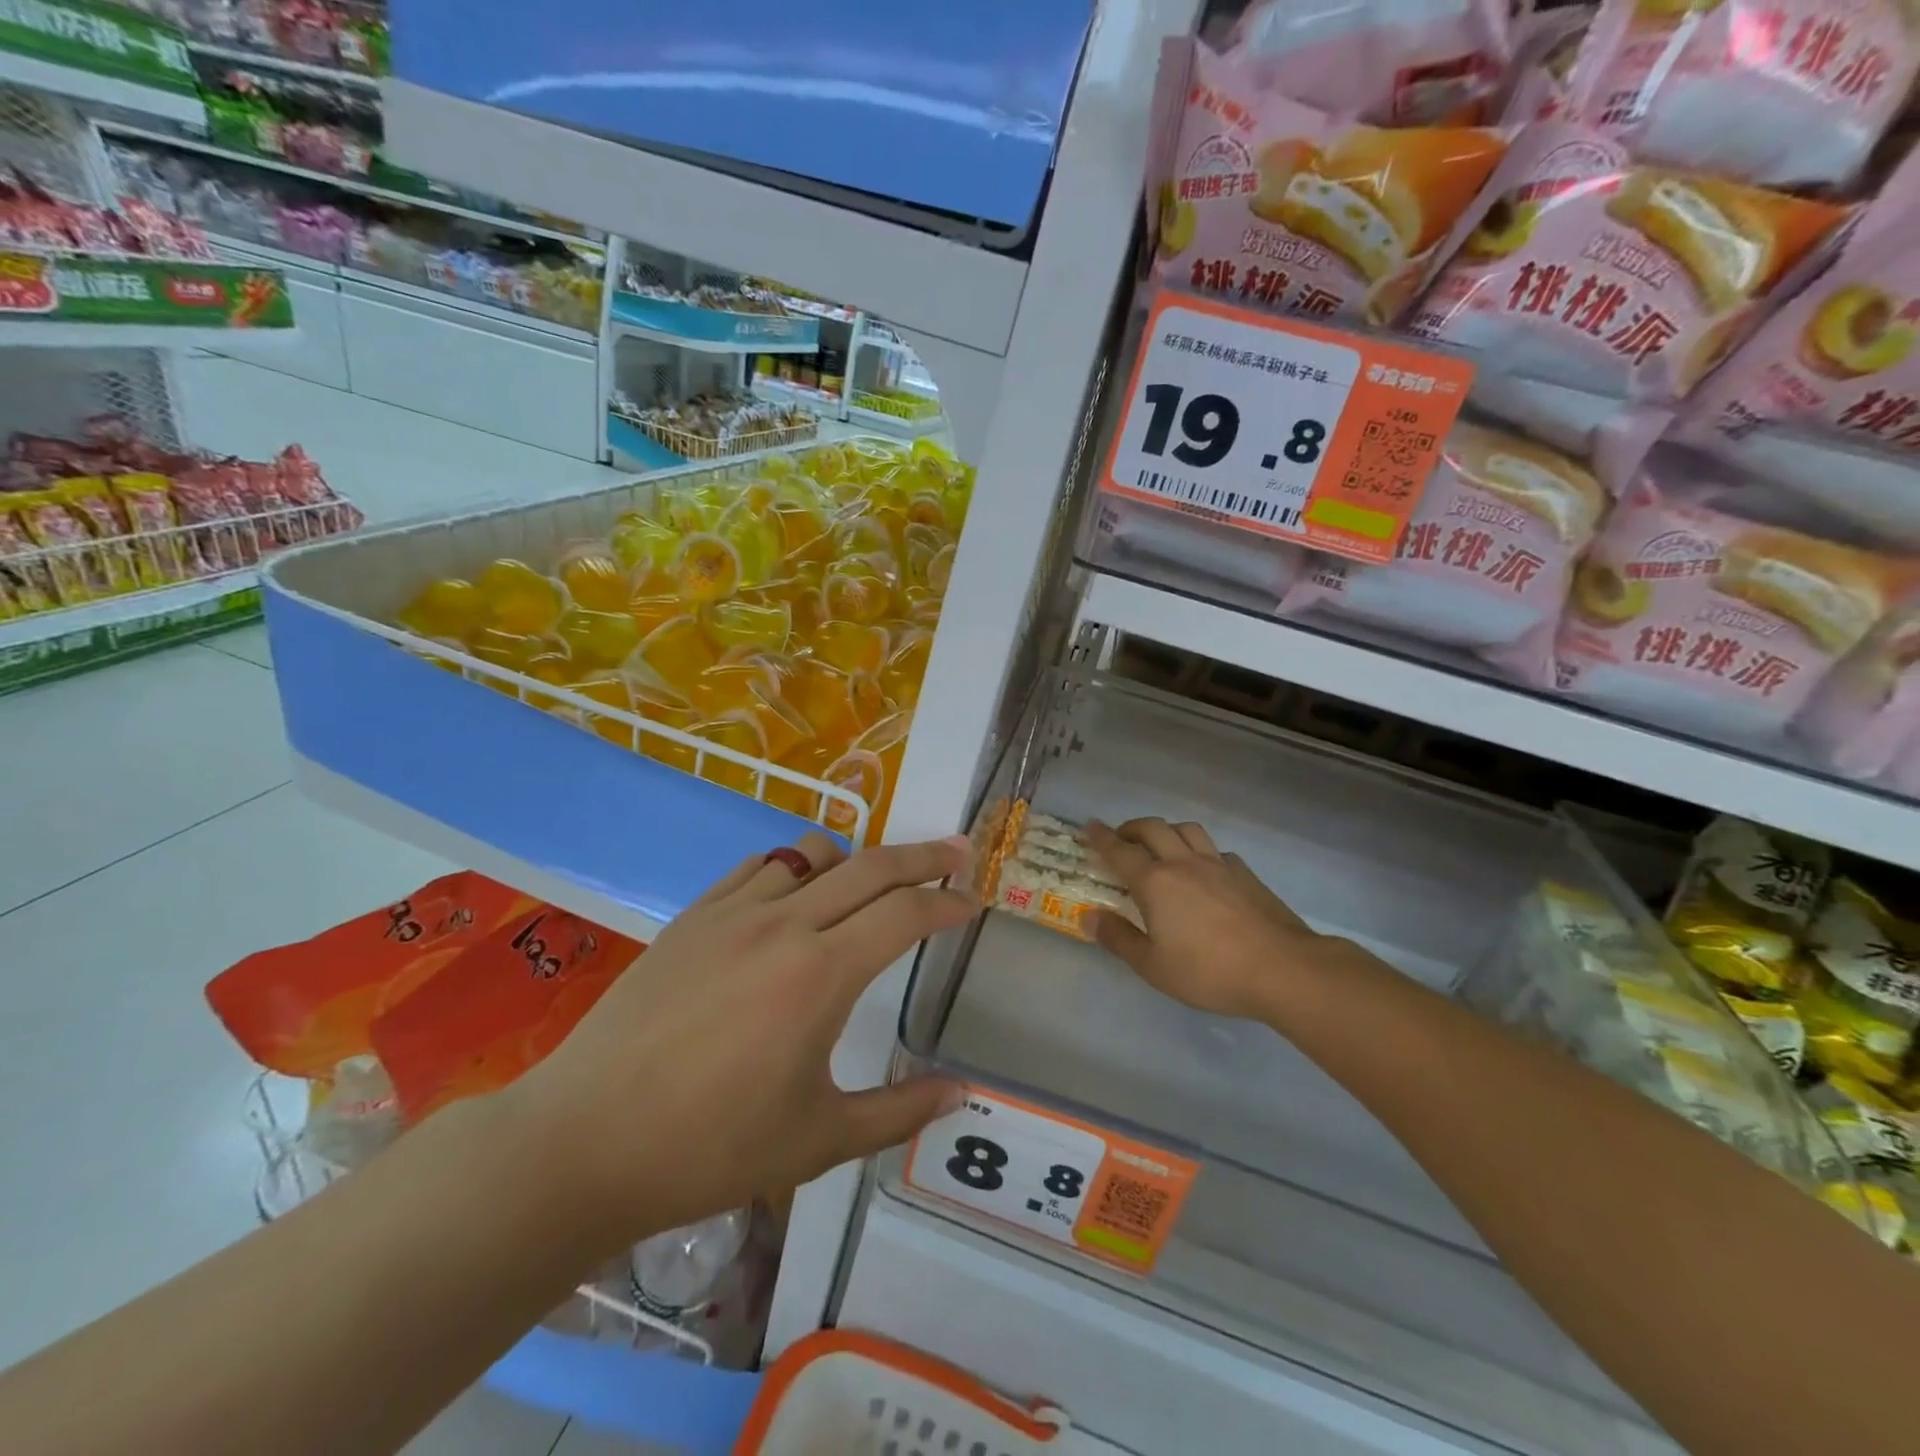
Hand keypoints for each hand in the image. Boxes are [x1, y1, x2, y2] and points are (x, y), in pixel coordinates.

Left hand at [503, 832, 974, 1250]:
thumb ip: (899, 1111)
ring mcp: (733, 912)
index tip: (973, 903)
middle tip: (958, 853)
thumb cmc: (709, 1148)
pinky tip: (794, 895)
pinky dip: (793, 867)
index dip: (948, 904)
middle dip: (924, 856)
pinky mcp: (693, 916)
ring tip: (871, 884)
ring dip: (855, 859)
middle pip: (872, 865)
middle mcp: (784, 923)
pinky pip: (759, 867)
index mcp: (822, 973)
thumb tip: (960, 1093)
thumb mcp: (818, 1140)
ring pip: (812, 852)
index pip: (906, 914)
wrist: (584, 1141)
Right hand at [1086, 817, 1346, 1022]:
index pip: (1120, 851)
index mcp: (1155, 882)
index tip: (1089, 826)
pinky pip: (1215, 849)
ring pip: (1187, 830)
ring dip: (1167, 830)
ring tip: (1162, 845)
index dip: (1101, 837)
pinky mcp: (1245, 874)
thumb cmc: (1209, 971)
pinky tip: (1204, 869)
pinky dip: (1200, 850)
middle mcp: (1183, 863)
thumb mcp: (1153, 965)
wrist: (1281, 968)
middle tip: (1121, 837)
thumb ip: (1118, 938)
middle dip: (1132, 827)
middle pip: (1153, 829)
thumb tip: (1088, 916)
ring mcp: (1218, 865)